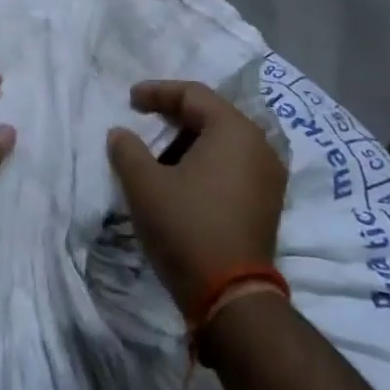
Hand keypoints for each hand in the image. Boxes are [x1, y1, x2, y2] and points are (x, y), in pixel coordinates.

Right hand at [106, 80, 287, 316]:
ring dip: (189, 143)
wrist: (231, 297)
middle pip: (211, 115)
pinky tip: (182, 180)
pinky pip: (233, 166)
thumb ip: (127, 149)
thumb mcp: (144, 185)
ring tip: (158, 158)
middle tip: (143, 123)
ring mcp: (269, 176)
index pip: (193, 94)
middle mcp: (260, 146)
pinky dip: (206, 164)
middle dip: (173, 117)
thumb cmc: (186, 227)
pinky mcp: (267, 202)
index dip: (157, 92)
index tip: (130, 100)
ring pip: (223, 142)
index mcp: (234, 131)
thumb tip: (120, 133)